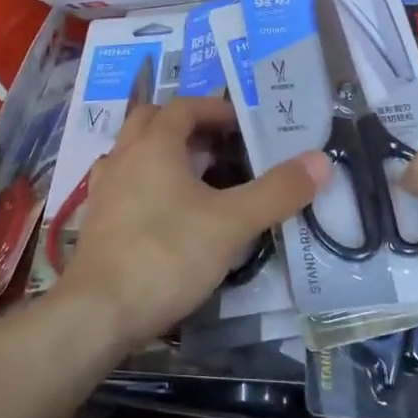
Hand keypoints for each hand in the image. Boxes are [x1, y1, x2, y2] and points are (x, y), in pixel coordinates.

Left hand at [52, 97, 331, 354]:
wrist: (99, 311)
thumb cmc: (167, 255)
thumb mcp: (232, 223)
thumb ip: (276, 191)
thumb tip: (321, 160)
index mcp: (154, 144)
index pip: (184, 106)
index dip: (215, 110)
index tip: (242, 126)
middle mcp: (123, 156)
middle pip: (152, 121)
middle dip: (186, 125)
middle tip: (218, 146)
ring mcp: (104, 188)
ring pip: (134, 151)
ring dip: (163, 152)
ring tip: (197, 178)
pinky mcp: (96, 220)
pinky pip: (124, 183)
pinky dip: (147, 183)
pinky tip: (166, 212)